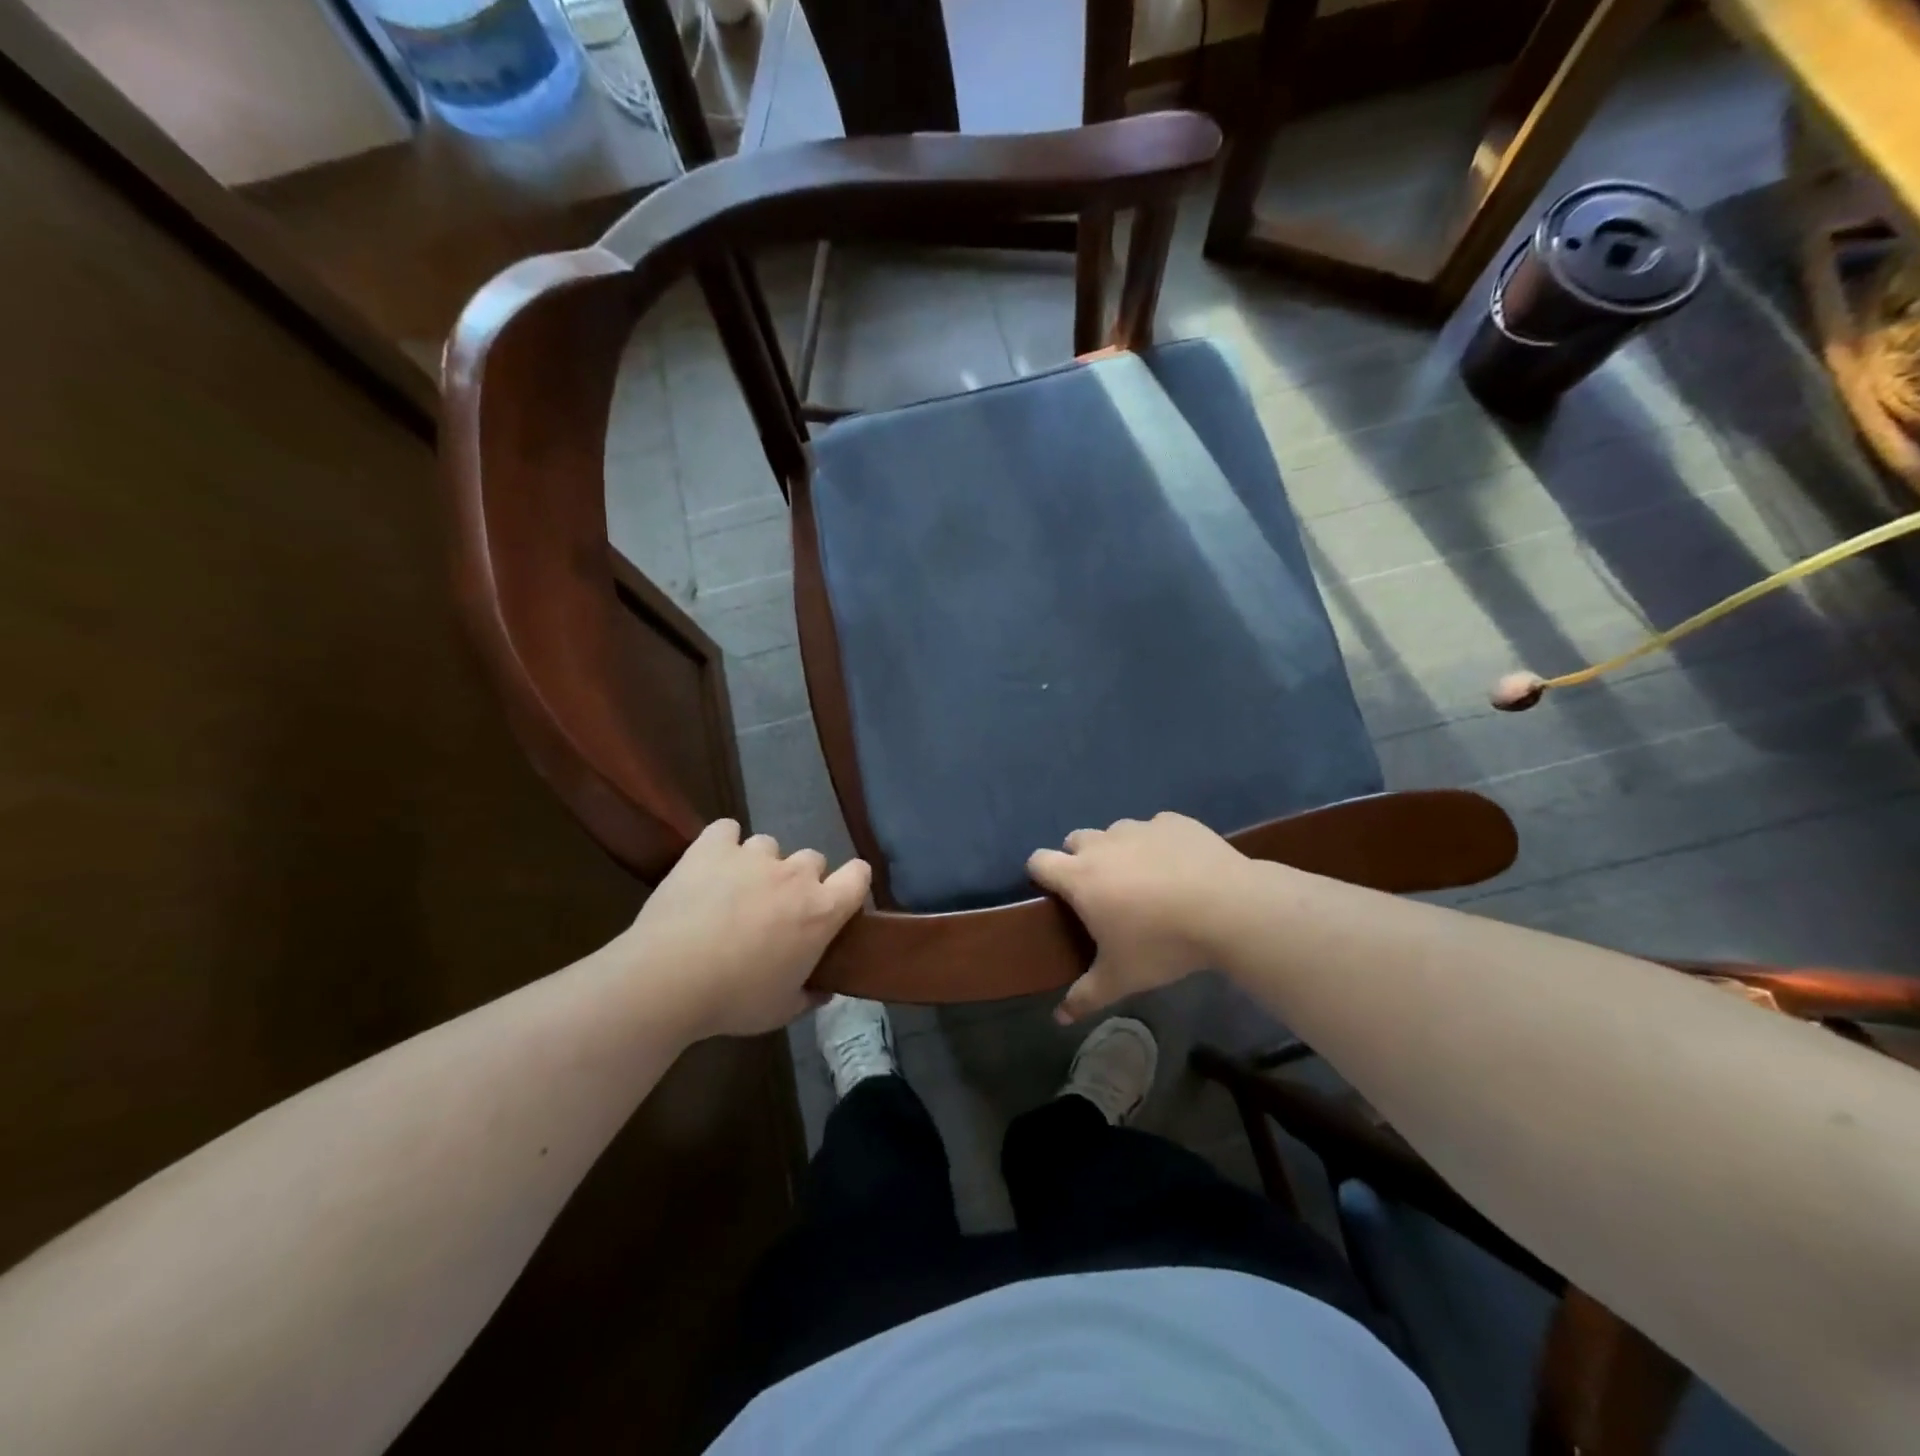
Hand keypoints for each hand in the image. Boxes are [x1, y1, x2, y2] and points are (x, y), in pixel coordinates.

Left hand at [624, 820, 870, 1037]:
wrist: (668, 980)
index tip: (838, 900)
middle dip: (799, 881)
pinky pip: (726, 829)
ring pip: (769, 845)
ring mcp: (753, 855)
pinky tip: (710, 863)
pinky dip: (722, 844)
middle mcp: (795, 874)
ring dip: (760, 864)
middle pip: (812, 860)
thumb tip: (822, 991)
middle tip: (776, 910)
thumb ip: (808, 996)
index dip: (852, 883)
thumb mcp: (781, 1010)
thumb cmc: (733, 1000)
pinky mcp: (712, 846)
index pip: (859, 875)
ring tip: (735, 890)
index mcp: (821, 911)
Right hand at [1027, 813, 1250, 1024]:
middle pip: (1075, 841)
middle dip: (1080, 860)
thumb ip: (1085, 996)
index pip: (1039, 861)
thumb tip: (1059, 1018)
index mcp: (1080, 877)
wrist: (1228, 908)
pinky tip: (1179, 867)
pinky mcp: (1174, 821)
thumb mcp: (1121, 978)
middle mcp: (1103, 844)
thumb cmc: (1163, 944)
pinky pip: (1155, 828)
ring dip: (1119, 850)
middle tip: (1103, 893)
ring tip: (1145, 880)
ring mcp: (1139, 828)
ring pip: (1115, 832)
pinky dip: (1158, 844)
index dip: (1040, 874)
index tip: (1054, 894)